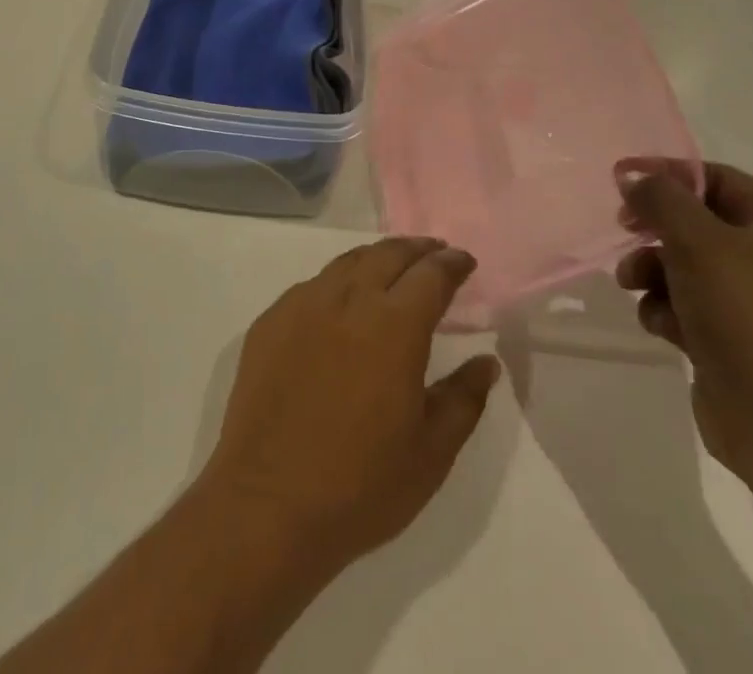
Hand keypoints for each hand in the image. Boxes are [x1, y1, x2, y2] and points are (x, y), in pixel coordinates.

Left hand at [197, 239, 500, 573]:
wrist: (267, 503)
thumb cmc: (361, 485)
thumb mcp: (431, 454)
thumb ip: (464, 399)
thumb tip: (485, 362)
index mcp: (394, 326)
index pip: (430, 275)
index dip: (451, 264)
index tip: (464, 261)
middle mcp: (348, 300)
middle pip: (388, 254)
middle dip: (417, 249)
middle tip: (434, 252)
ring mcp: (303, 305)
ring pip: (347, 262)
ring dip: (377, 258)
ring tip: (392, 266)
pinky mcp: (271, 320)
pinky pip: (312, 286)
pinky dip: (338, 281)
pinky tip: (341, 302)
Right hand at [615, 160, 752, 495]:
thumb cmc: (751, 319)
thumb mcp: (697, 241)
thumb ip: (660, 198)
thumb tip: (633, 177)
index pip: (716, 178)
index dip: (665, 173)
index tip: (618, 180)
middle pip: (698, 222)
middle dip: (655, 230)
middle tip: (623, 231)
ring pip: (687, 266)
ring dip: (652, 271)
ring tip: (633, 286)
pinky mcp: (739, 343)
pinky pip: (690, 307)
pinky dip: (667, 310)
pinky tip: (661, 327)